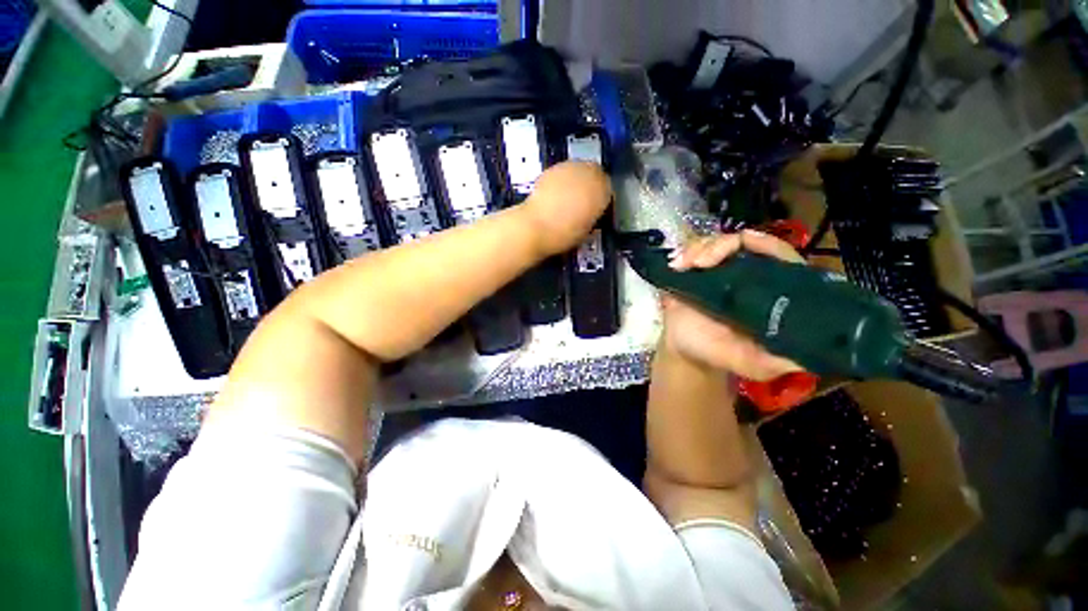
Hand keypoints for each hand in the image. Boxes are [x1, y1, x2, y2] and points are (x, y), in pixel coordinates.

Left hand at [522, 161, 611, 255]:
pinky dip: (561, 183)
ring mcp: (568, 167)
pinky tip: (555, 197)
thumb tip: (590, 212)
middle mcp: (589, 172)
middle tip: (583, 202)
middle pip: (595, 174)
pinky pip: (562, 174)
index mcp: (602, 188)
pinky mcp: (551, 169)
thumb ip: (593, 215)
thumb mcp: (587, 229)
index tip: (596, 209)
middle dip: (590, 186)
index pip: (608, 189)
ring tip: (568, 200)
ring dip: (576, 182)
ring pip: (578, 171)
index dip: (602, 199)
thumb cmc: (565, 234)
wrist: (535, 227)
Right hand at [661, 230, 805, 381]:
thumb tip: (807, 358)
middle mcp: (746, 276)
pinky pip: (693, 251)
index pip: (780, 258)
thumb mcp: (751, 362)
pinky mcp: (695, 272)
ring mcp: (718, 272)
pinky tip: (677, 264)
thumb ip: (775, 361)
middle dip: (723, 245)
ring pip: (717, 242)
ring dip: (701, 248)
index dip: (768, 246)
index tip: (747, 243)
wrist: (684, 351)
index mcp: (767, 292)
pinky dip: (686, 253)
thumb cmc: (717, 354)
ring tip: (687, 264)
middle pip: (744, 243)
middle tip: (703, 262)